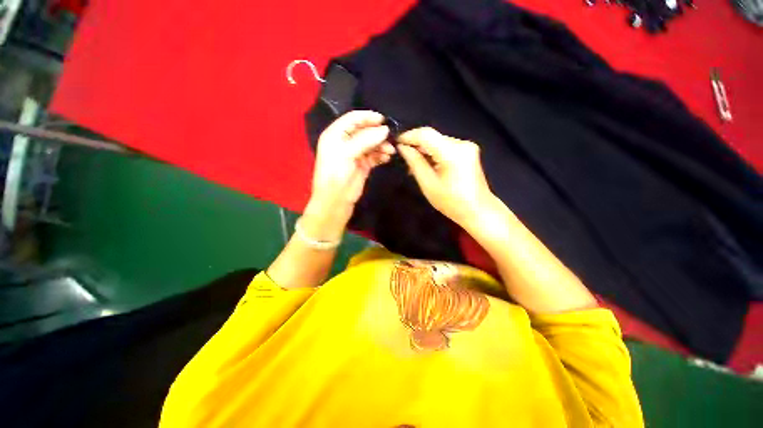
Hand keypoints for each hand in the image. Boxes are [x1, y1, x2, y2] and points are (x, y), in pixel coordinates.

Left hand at [305, 110, 394, 238]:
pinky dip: (381, 155)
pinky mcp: (362, 165)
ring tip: (391, 151)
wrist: (335, 201)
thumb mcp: (347, 154)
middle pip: (364, 131)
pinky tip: (387, 157)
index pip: (352, 119)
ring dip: (381, 145)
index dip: (367, 117)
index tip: (383, 120)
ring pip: (371, 143)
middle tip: (391, 137)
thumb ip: (365, 140)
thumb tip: (385, 129)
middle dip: (377, 133)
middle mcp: (345, 142)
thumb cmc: (336, 175)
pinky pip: (374, 156)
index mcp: (335, 135)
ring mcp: (355, 154)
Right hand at [398, 127, 494, 226]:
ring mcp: (467, 146)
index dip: (409, 136)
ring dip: (424, 151)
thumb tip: (402, 147)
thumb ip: (415, 163)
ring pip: (438, 141)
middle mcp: (462, 144)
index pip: (426, 134)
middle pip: (432, 137)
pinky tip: (427, 165)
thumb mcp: (428, 184)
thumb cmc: (451, 202)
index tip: (396, 143)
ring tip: (414, 166)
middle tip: (404, 159)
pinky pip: (445, 147)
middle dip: (416, 145)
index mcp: (452, 153)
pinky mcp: (468, 151)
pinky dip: (434, 153)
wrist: (478, 210)